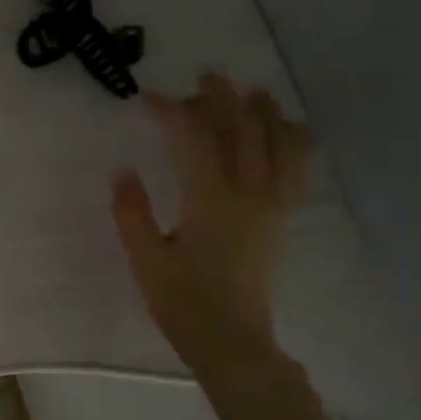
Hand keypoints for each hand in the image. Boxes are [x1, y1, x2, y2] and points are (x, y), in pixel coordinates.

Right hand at [111, 74, 309, 382]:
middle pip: (243, 127)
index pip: (192, 137)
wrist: (232, 341)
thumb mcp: (145, 259)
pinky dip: (292, 138)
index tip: (144, 99)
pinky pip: (299, 165)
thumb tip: (122, 170)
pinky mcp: (282, 216)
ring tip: (248, 94)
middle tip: (201, 79)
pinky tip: (279, 132)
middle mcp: (249, 192)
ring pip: (281, 139)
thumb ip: (131, 212)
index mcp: (210, 200)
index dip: (169, 110)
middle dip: (222, 95)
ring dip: (264, 109)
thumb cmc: (183, 304)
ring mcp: (272, 203)